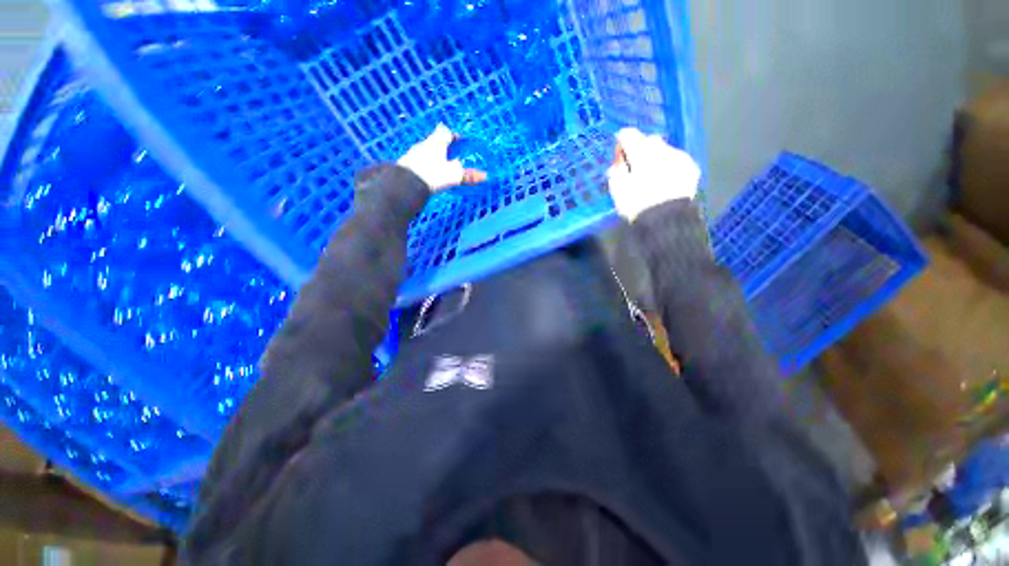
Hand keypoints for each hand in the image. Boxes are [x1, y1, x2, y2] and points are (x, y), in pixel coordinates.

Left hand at [397, 124, 487, 191]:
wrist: (405, 184)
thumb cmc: (432, 174)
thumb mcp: (453, 176)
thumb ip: (467, 176)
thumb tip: (484, 176)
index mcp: (436, 142)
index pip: (445, 131)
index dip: (453, 135)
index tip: (459, 140)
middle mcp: (424, 145)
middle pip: (434, 141)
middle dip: (443, 146)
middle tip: (451, 154)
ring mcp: (412, 154)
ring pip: (426, 151)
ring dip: (433, 157)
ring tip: (440, 166)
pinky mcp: (405, 166)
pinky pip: (418, 162)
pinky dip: (424, 166)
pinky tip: (428, 175)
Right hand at [607, 128, 700, 220]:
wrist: (665, 221)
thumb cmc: (635, 205)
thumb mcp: (616, 190)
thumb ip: (615, 172)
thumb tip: (617, 164)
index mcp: (641, 152)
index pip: (628, 135)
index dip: (622, 141)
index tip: (619, 152)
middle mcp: (661, 149)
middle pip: (648, 140)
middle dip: (640, 149)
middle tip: (634, 165)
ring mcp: (679, 157)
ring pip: (664, 149)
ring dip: (656, 157)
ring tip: (651, 175)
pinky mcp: (690, 168)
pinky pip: (677, 160)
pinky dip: (669, 166)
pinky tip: (665, 180)